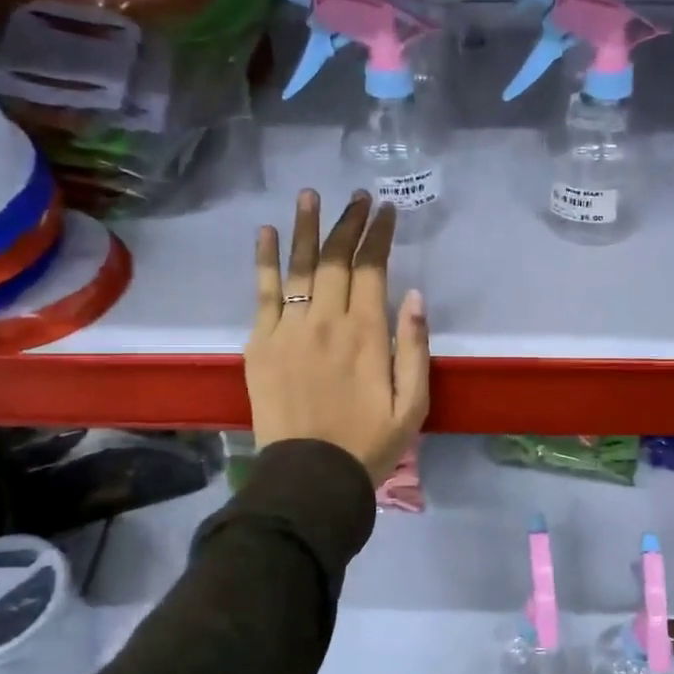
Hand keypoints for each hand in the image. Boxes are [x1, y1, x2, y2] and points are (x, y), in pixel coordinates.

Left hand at [245, 189, 429, 486]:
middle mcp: (326, 321)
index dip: (378, 235)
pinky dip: (265, 260)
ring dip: (306, 227)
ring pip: (299, 267)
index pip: (372, 269)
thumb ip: (414, 348)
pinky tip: (267, 232)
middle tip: (357, 198)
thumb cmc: (368, 444)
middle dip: (348, 223)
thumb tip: (413, 296)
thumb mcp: (413, 405)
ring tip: (310, 195)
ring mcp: (288, 329)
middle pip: (335, 259)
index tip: (386, 210)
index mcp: (367, 334)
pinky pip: (263, 293)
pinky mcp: (260, 343)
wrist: (310, 477)